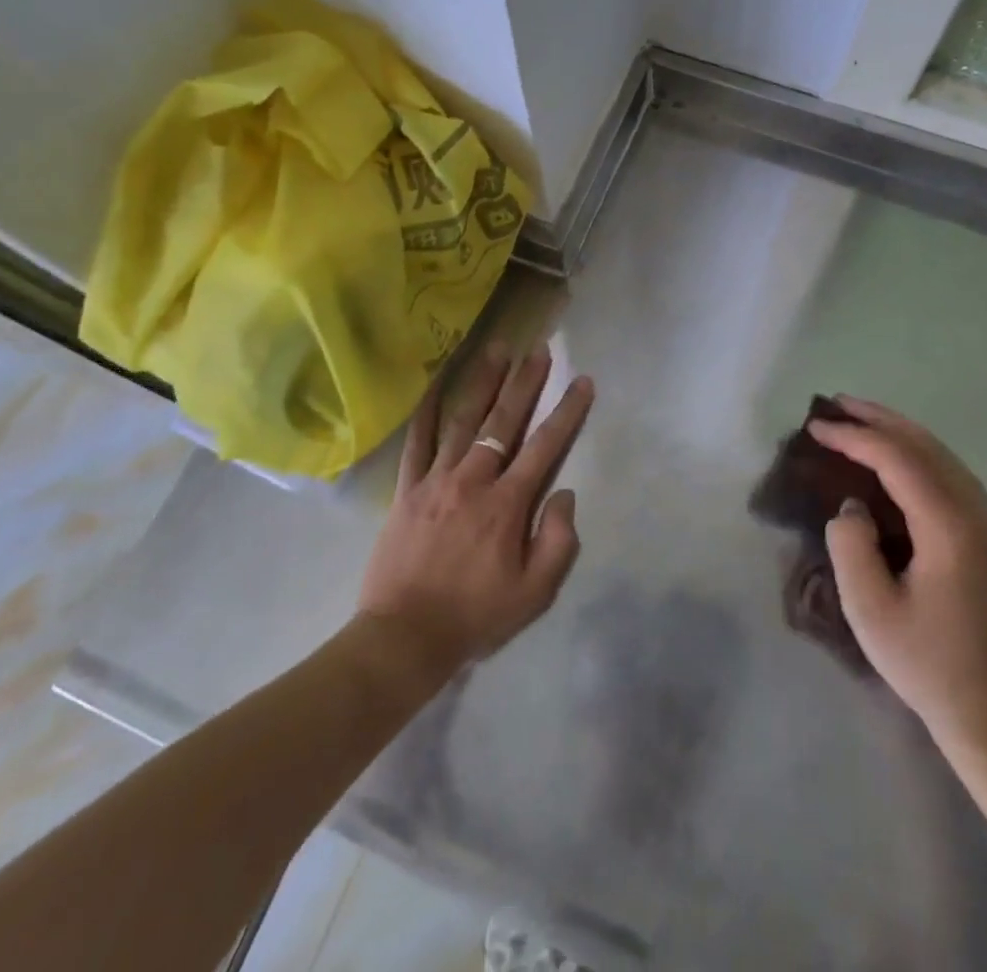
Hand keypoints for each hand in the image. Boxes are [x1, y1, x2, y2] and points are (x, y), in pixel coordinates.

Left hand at [356, 345, 592, 682]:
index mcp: (507, 504)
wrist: (404, 636)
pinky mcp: (408, 488)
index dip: (567, 412)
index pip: (545, 447)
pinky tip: (436, 383)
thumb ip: (557, 541)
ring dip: (484, 382)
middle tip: (540, 350)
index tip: (582, 381)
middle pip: (504, 421)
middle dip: (526, 383)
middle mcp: (473, 480)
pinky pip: (418, 441)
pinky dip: (427, 410)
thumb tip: (564, 493)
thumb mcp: (534, 594)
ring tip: (498, 349)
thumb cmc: (475, 616)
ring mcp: (436, 479)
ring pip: (464, 420)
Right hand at [814, 396, 986, 762]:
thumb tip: (854, 506)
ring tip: (860, 418)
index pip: (898, 460)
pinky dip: (917, 453)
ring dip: (899, 431)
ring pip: (942, 455)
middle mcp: (977, 513)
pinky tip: (896, 455)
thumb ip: (851, 543)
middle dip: (878, 419)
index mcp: (950, 527)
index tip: (815, 427)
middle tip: (835, 403)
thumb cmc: (925, 662)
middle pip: (925, 445)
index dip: (854, 437)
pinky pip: (951, 474)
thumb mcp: (869, 608)